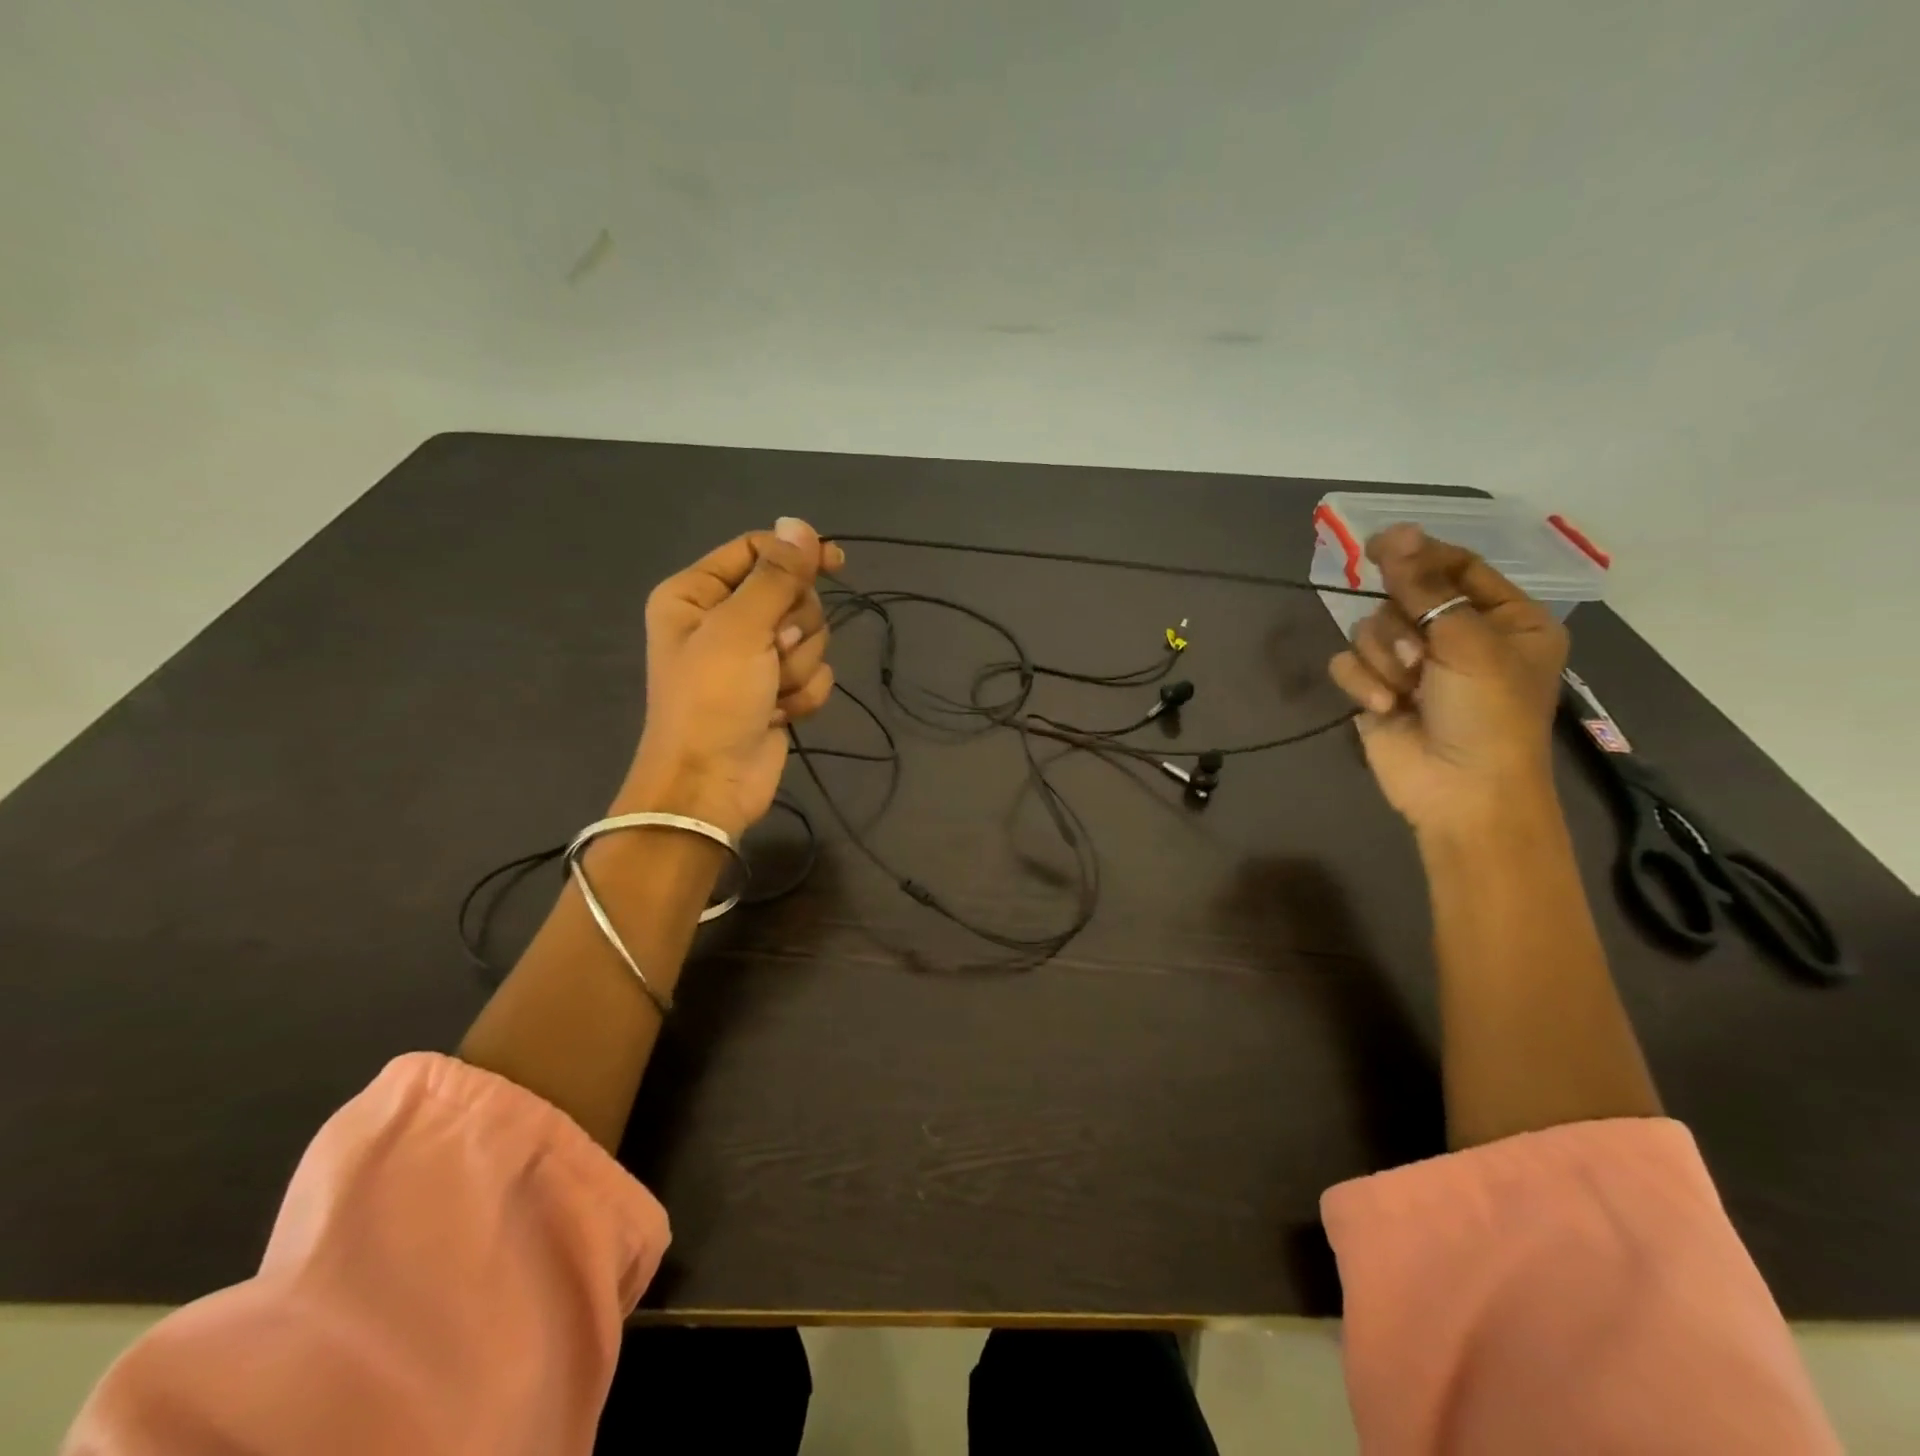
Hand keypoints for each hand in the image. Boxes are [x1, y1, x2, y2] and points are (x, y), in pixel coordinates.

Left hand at [614, 518, 844, 838]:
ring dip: (798, 667)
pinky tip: (780, 714)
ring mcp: (752, 658)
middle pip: (790, 595)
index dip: (796, 555)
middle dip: (794, 628)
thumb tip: (798, 525)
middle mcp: (723, 620)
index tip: (836, 563)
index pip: (756, 552)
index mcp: (697, 594)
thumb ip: (775, 576)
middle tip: (774, 652)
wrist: (710, 784)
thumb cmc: (712, 700)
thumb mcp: (740, 629)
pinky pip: (813, 674)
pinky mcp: (775, 691)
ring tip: (770, 692)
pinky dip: (803, 695)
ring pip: (809, 637)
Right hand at [1327, 524, 1567, 835]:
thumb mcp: (1467, 642)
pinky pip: (1348, 663)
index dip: (1419, 555)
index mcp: (1503, 619)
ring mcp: (1413, 665)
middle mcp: (1457, 636)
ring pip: (1369, 629)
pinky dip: (1363, 683)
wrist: (1460, 791)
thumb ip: (1425, 586)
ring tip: (1407, 691)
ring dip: (1384, 660)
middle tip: (1420, 656)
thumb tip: (1394, 532)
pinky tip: (1386, 707)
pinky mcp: (1376, 690)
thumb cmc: (1487, 714)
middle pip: (1403, 597)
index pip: (1456, 567)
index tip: (1379, 544)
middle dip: (1403, 627)